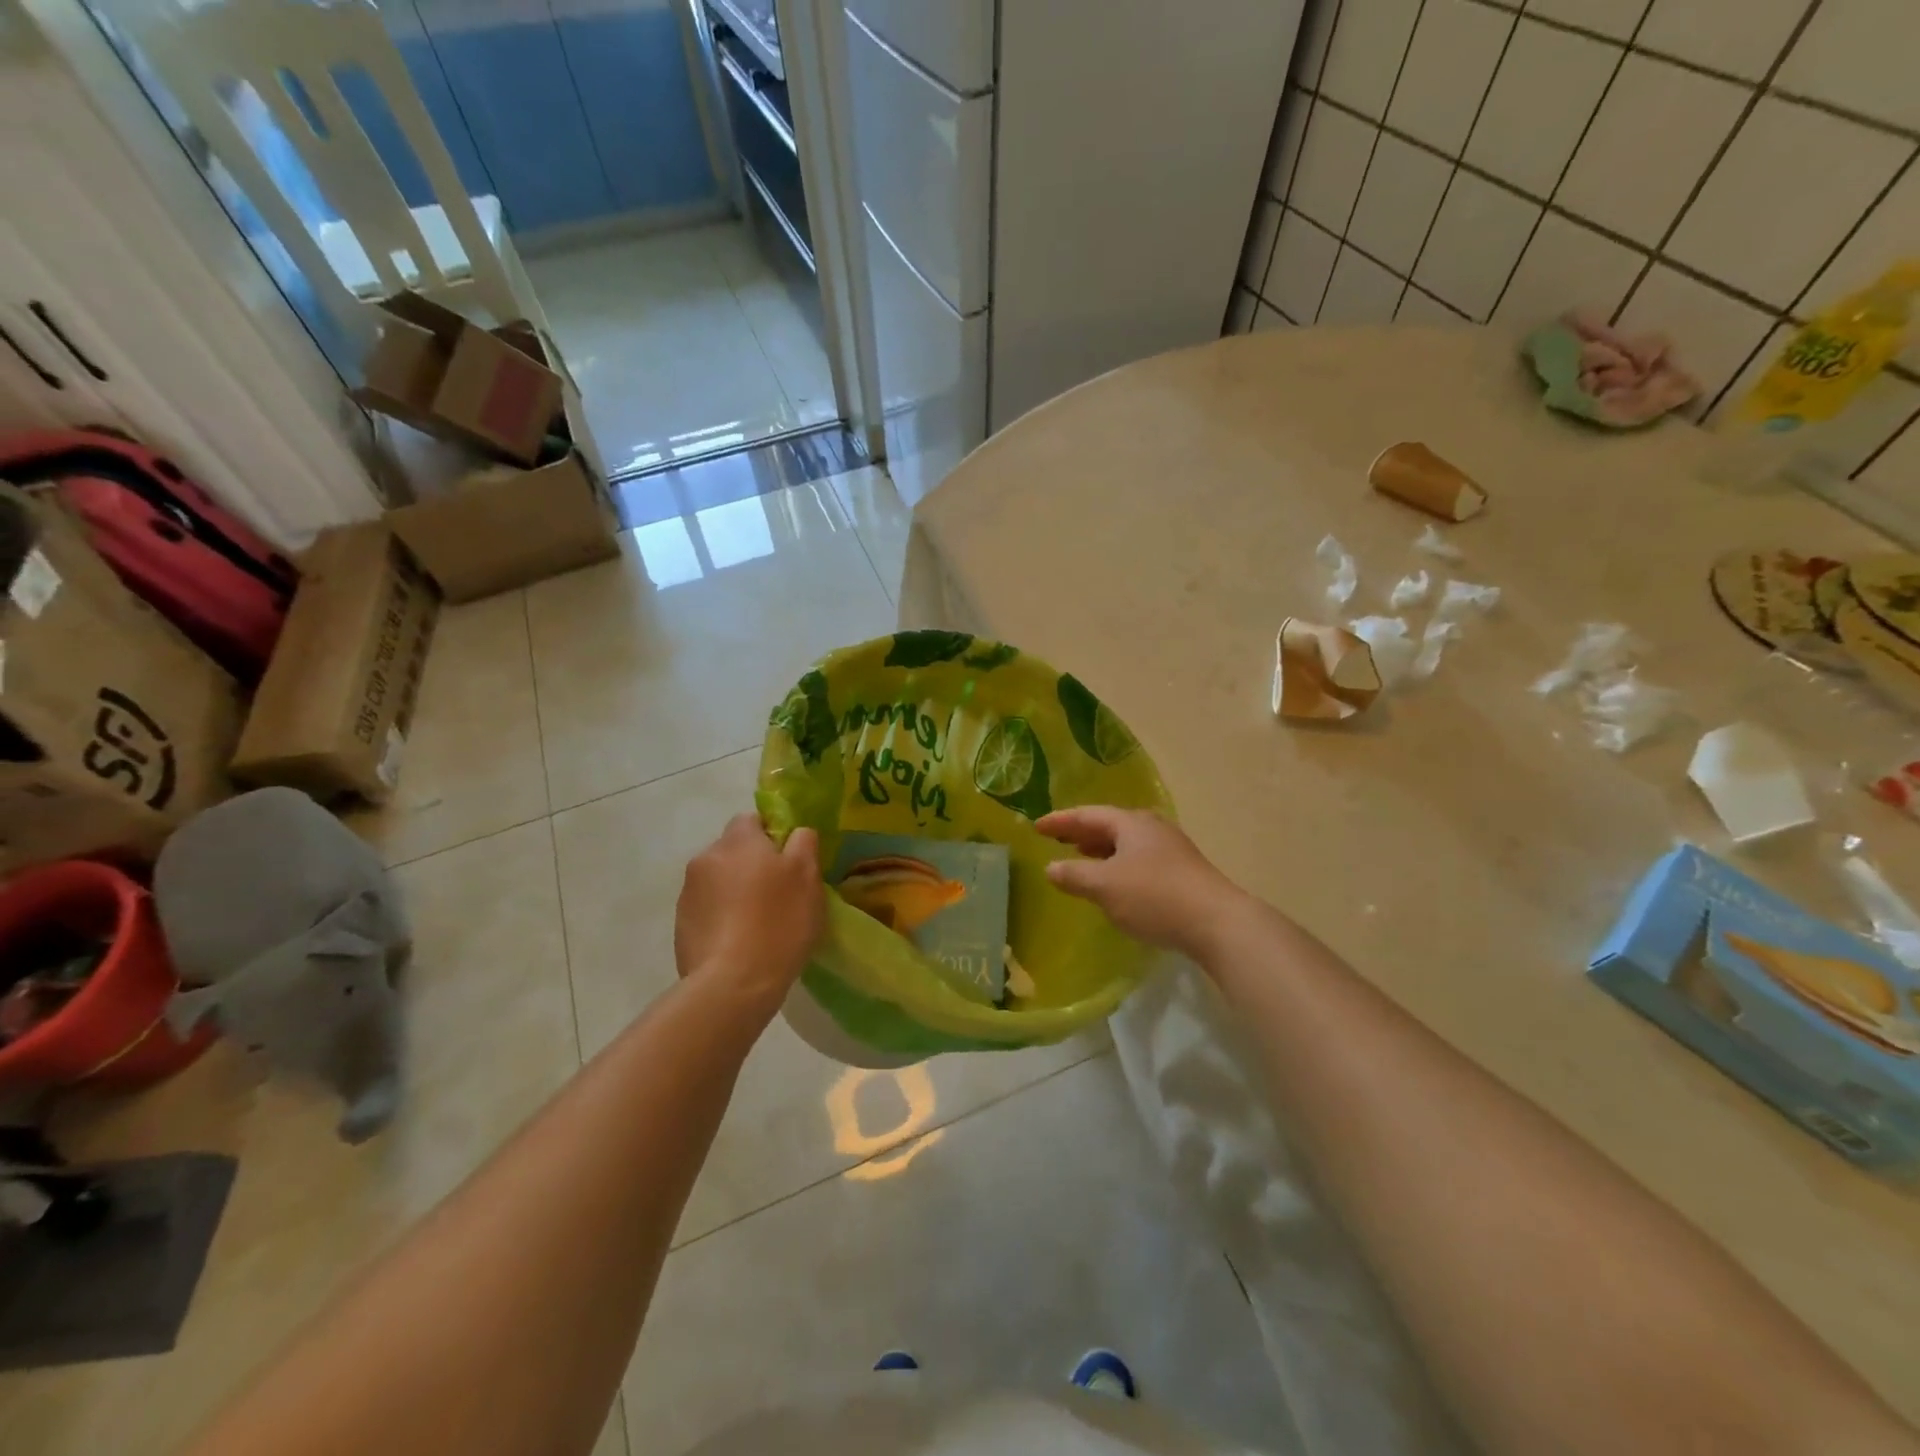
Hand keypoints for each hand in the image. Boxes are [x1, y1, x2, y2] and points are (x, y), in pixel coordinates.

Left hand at [676, 814, 823, 1018]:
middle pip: (734, 850)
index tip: (790, 861)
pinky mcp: (681, 925)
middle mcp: (706, 857)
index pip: (753, 819)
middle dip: (752, 864)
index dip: (773, 836)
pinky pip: (708, 909)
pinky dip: (722, 917)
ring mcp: (688, 892)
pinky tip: (740, 941)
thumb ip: (804, 843)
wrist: (733, 983)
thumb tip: (795, 832)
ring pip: (719, 880)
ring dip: (735, 891)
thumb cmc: (779, 922)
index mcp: (738, 840)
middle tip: (779, 893)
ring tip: (758, 922)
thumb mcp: (808, 877)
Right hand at [1037, 807, 1243, 956]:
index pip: (1088, 815)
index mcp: (1131, 823)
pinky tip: (1114, 882)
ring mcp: (1170, 849)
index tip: (1037, 827)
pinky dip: (1117, 864)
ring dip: (1100, 849)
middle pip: (1109, 825)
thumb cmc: (1154, 896)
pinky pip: (1139, 859)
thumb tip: (1051, 867)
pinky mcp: (1181, 872)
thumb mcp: (1105, 886)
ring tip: (1081, 857)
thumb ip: (1074, 875)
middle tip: (1057, 839)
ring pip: (1126, 843)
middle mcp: (1152, 828)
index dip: (1060, 820)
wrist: (1217, 922)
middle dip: (1081, 832)